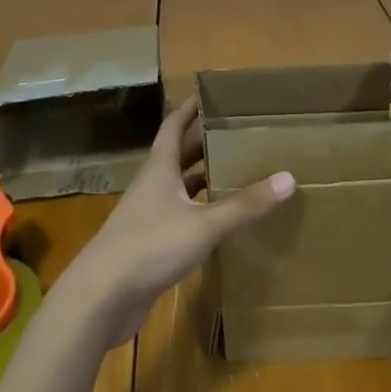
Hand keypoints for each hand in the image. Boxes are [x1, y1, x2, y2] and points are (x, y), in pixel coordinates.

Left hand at [58, 94, 295, 348]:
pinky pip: (180, 216)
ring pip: (180, 187)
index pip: (174, 126)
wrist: (102, 297)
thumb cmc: (150, 246)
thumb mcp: (204, 224)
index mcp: (160, 168)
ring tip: (237, 171)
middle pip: (179, 155)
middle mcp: (153, 185)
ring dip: (203, 177)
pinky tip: (221, 220)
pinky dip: (200, 212)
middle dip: (205, 142)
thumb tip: (288, 178)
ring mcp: (149, 215)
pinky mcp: (150, 244)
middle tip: (238, 132)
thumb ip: (244, 205)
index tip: (212, 95)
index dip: (190, 108)